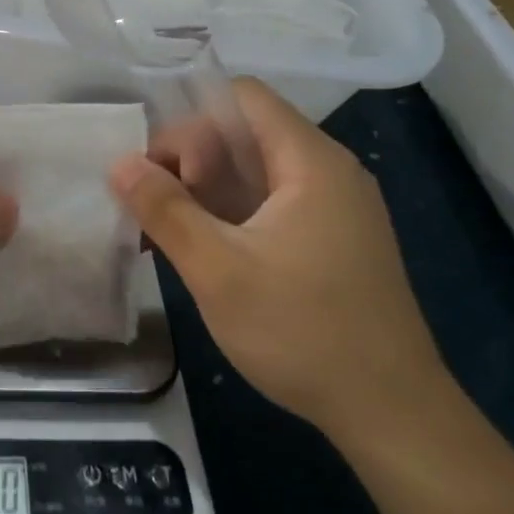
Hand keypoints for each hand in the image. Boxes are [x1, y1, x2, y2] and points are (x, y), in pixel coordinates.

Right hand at [111, 78, 447, 440]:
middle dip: (191, 159)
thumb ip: (165, 210)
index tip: (160, 166)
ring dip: (206, 190)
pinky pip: (271, 203)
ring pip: (255, 170)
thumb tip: (120, 163)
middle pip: (245, 132)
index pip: (242, 97)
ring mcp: (334, 207)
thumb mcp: (218, 271)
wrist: (393, 416)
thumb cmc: (303, 332)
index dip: (192, 118)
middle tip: (155, 208)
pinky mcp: (333, 240)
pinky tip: (201, 249)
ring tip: (165, 230)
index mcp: (310, 161)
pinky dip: (231, 213)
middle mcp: (328, 171)